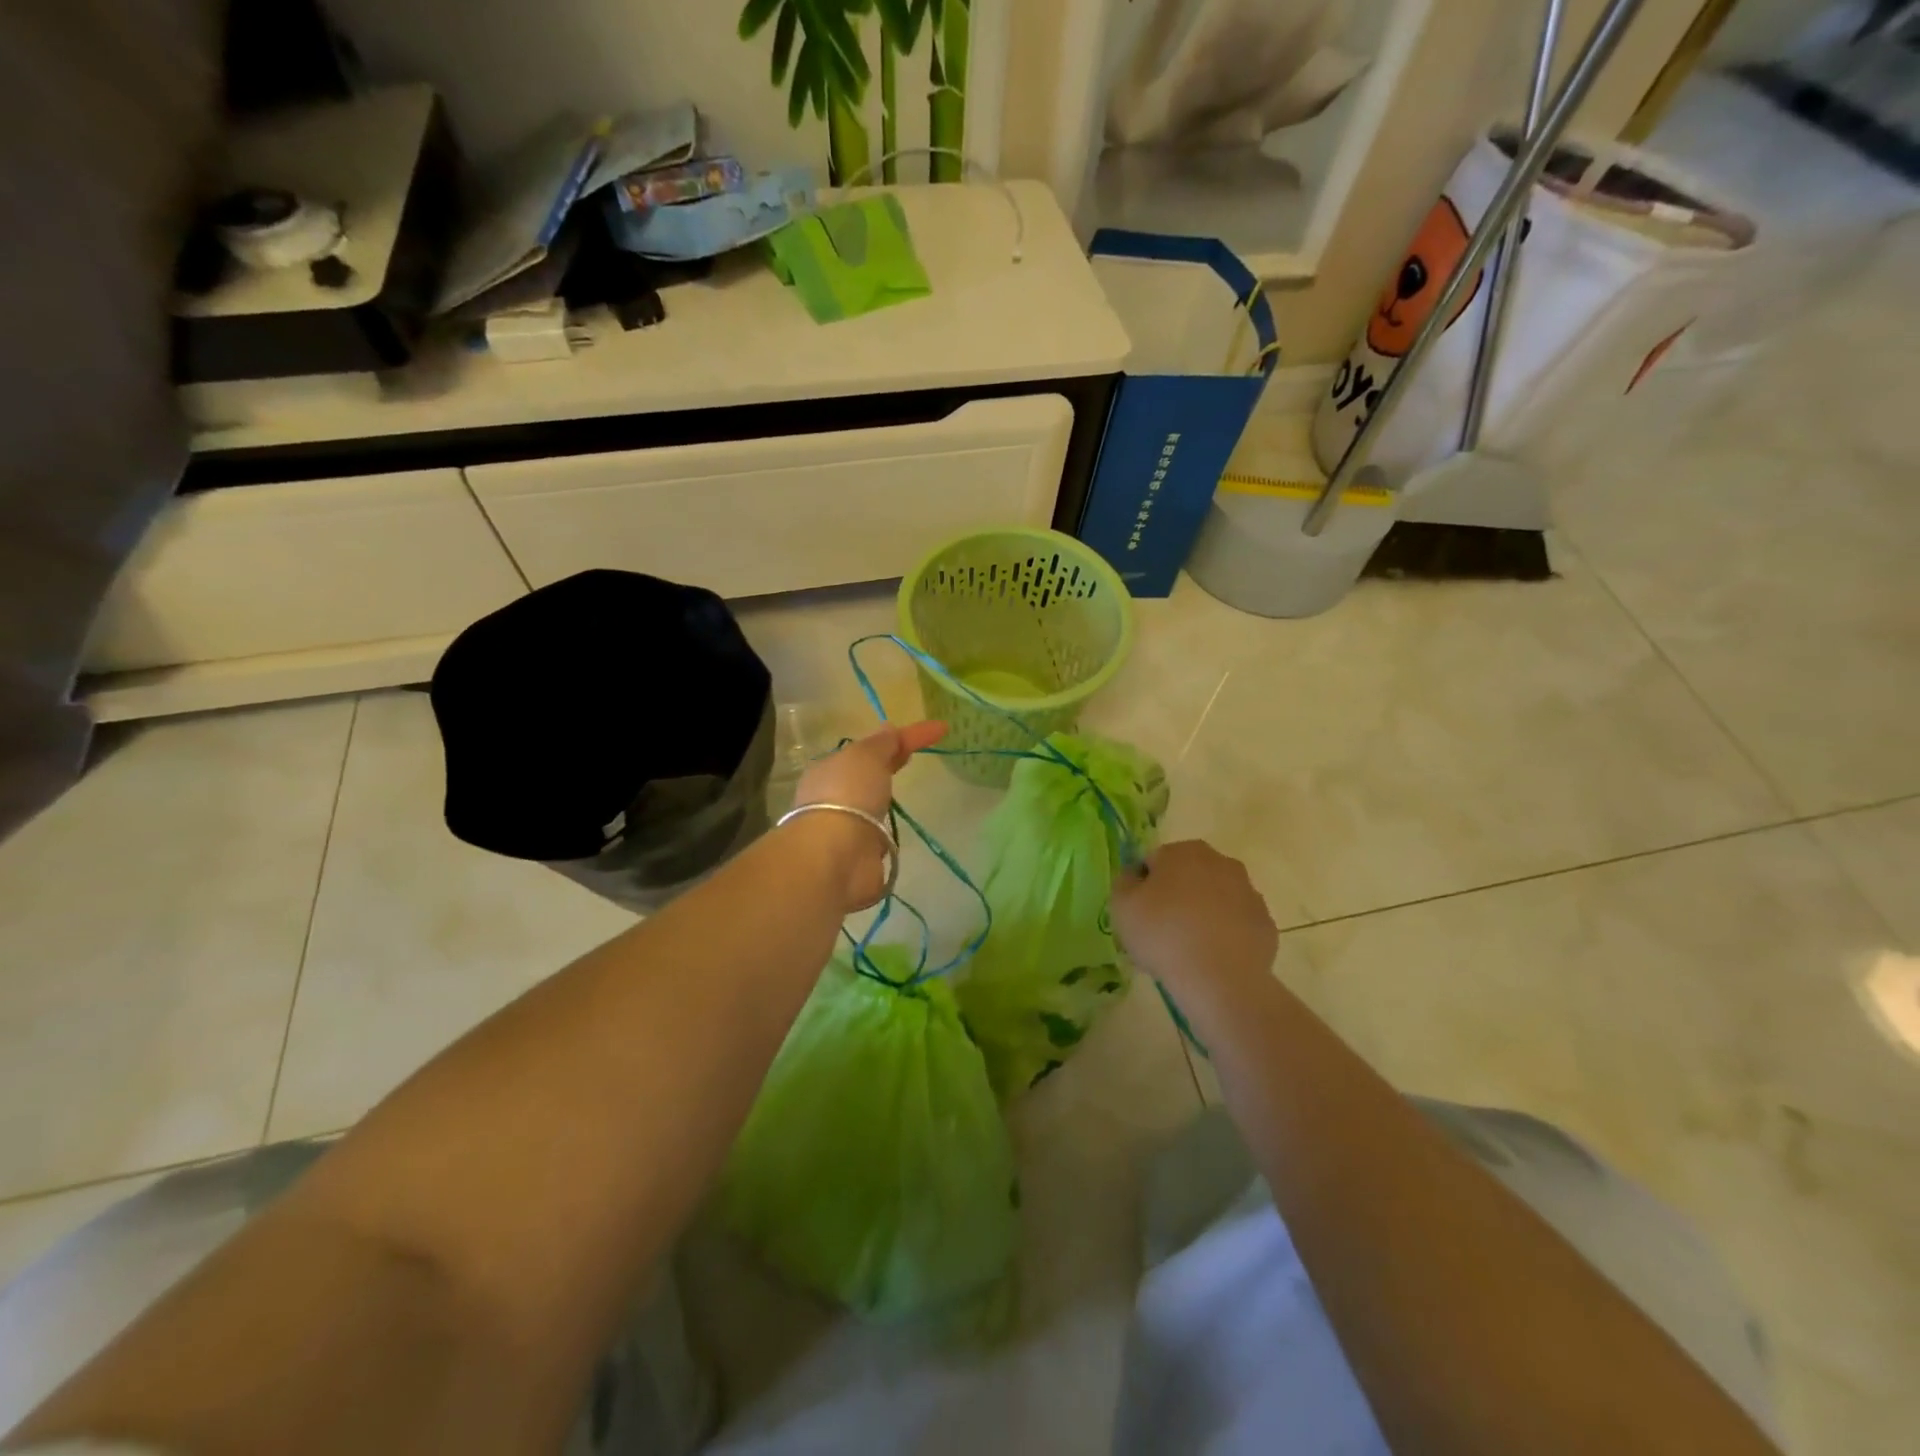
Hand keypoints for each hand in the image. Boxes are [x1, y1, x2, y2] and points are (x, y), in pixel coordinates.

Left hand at [789, 721, 946, 910]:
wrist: (837, 856)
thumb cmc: (849, 795)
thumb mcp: (867, 756)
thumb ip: (883, 743)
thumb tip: (890, 728)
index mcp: (831, 769)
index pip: (873, 747)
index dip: (906, 736)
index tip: (941, 729)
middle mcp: (834, 797)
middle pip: (868, 776)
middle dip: (889, 766)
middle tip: (915, 760)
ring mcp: (846, 829)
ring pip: (870, 808)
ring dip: (884, 803)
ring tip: (908, 798)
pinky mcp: (859, 858)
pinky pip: (877, 840)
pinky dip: (886, 836)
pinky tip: (897, 834)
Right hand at [1111, 841, 1277, 1003]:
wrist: (1219, 979)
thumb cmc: (1163, 934)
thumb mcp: (1121, 905)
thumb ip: (1124, 882)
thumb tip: (1135, 876)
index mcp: (1184, 851)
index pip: (1153, 861)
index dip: (1142, 886)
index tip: (1138, 913)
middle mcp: (1221, 862)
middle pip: (1188, 875)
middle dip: (1176, 895)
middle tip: (1161, 929)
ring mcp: (1249, 892)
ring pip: (1215, 898)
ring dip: (1202, 913)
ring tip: (1187, 948)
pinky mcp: (1265, 923)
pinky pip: (1236, 923)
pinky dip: (1225, 934)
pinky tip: (1212, 957)